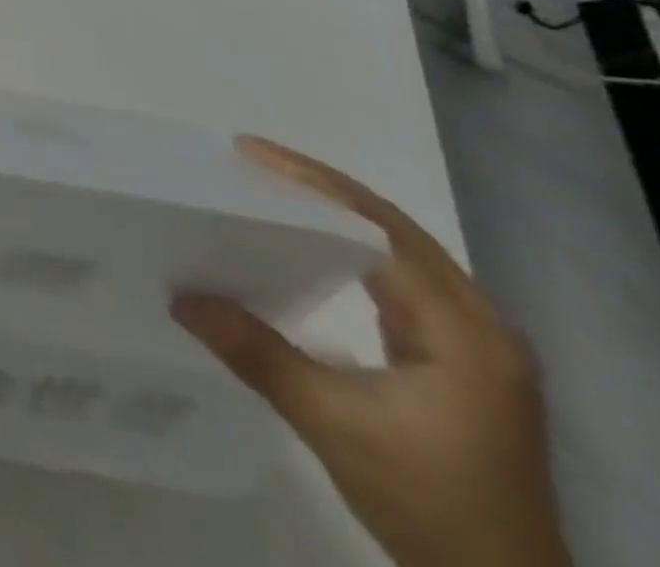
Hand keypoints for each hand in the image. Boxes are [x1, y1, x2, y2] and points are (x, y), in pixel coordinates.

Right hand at [173, 137, 569, 566]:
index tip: (249, 153)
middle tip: (250, 161)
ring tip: (271, 190)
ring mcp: (475, 344)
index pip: (381, 228)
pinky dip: (351, 250)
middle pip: (394, 228)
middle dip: (320, 188)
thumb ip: (257, 353)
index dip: (314, 184)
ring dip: (337, 215)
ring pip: (400, 251)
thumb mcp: (333, 425)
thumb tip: (180, 295)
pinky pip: (401, 281)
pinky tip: (310, 248)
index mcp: (463, 330)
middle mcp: (479, 324)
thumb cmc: (428, 505)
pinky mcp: (461, 362)